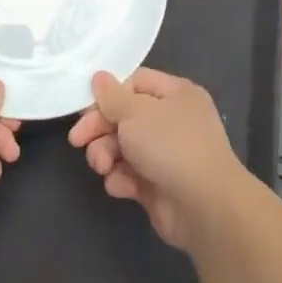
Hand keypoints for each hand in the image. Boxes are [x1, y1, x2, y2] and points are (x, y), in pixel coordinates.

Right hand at [67, 68, 260, 250]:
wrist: (203, 205)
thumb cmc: (170, 145)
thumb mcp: (135, 112)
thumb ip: (112, 96)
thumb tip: (99, 77)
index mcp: (176, 94)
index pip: (135, 82)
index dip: (108, 94)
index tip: (84, 108)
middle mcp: (173, 120)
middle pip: (125, 116)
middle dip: (99, 129)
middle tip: (78, 140)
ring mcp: (166, 154)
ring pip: (123, 147)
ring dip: (105, 155)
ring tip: (103, 166)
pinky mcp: (158, 184)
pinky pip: (130, 174)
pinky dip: (121, 179)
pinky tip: (121, 186)